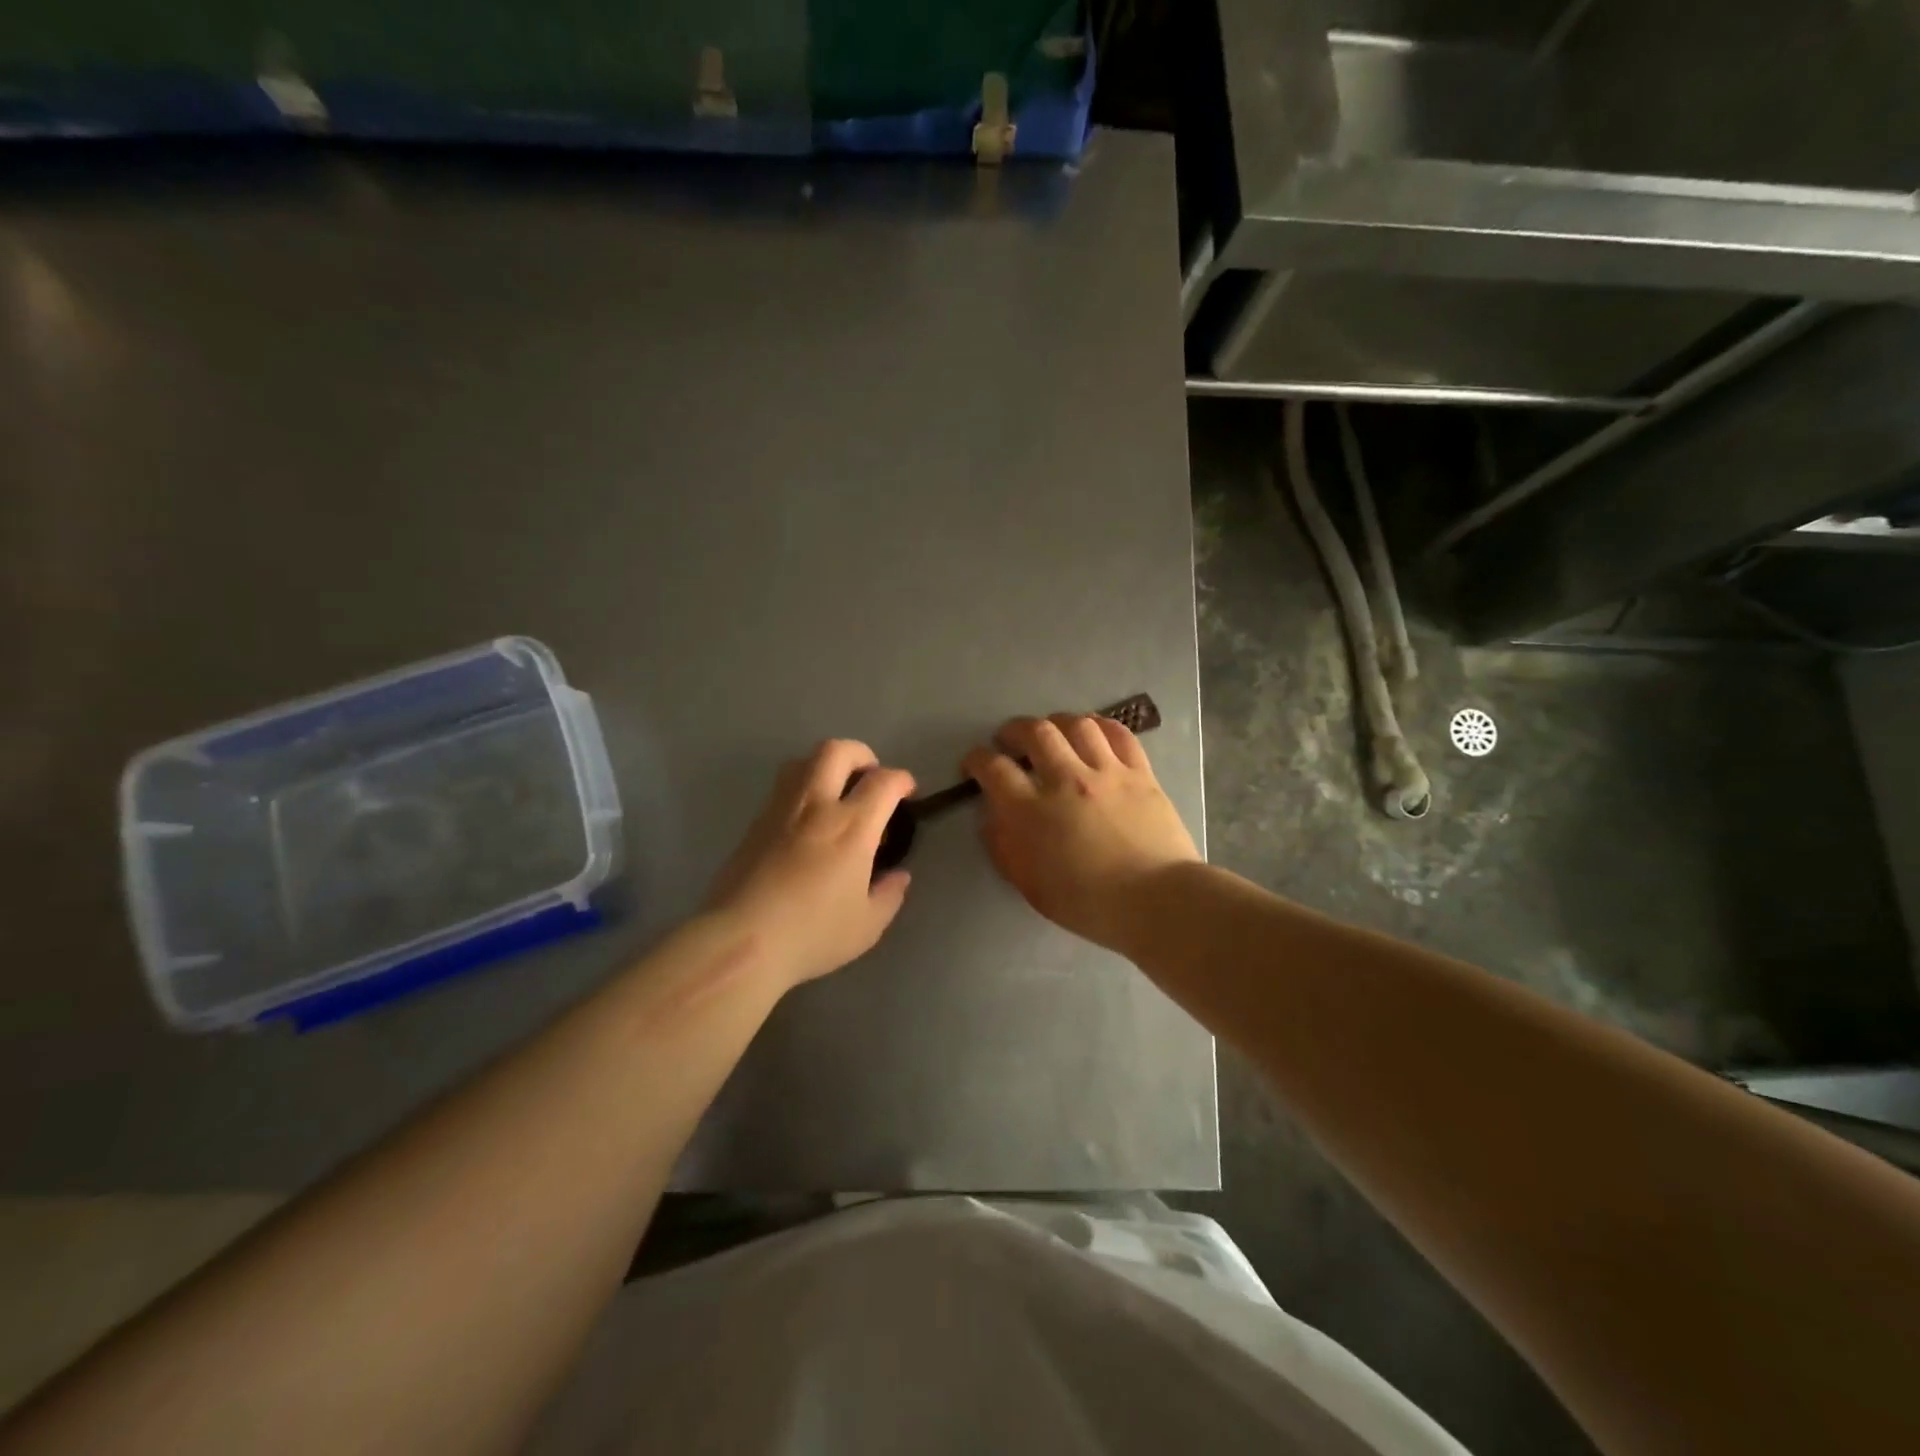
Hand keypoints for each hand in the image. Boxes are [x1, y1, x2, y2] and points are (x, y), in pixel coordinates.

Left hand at [705, 740, 914, 989]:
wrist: (741, 941)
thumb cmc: (812, 934)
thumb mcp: (866, 926)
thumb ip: (889, 895)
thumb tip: (898, 876)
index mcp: (852, 826)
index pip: (884, 781)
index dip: (902, 780)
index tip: (907, 792)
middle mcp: (816, 806)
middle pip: (837, 751)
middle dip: (861, 755)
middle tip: (870, 779)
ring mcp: (780, 810)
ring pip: (802, 761)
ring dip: (826, 766)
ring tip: (835, 793)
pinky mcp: (754, 824)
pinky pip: (782, 788)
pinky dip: (801, 790)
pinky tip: (806, 823)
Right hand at [962, 713, 1199, 953]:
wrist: (1154, 901)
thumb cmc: (1087, 903)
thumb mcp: (1029, 884)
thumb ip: (1004, 846)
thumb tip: (992, 817)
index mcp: (1031, 810)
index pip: (993, 768)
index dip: (976, 760)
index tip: (974, 764)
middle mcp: (1065, 779)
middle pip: (1034, 732)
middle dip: (1014, 730)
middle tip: (1010, 740)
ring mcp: (1106, 771)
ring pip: (1076, 725)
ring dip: (1057, 722)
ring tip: (1052, 732)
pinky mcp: (1140, 772)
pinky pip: (1119, 734)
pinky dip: (1101, 726)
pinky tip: (1093, 731)